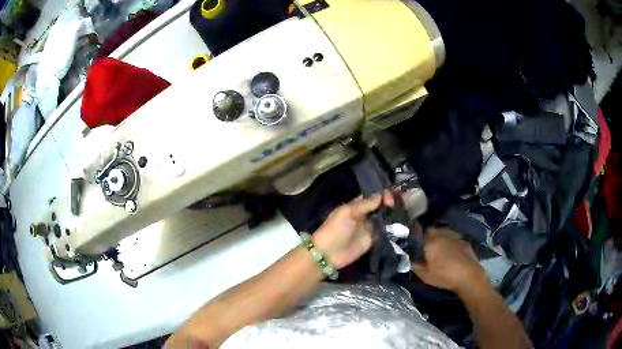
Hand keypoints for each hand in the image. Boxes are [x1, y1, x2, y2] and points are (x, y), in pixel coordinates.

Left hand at [311, 191, 393, 268]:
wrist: (328, 254)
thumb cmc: (335, 230)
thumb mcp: (348, 212)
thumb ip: (365, 204)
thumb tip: (381, 195)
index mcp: (356, 205)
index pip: (372, 196)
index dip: (383, 195)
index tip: (391, 198)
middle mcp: (364, 215)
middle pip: (380, 207)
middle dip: (390, 204)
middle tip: (400, 205)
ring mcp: (369, 228)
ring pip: (384, 219)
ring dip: (392, 216)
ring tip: (403, 213)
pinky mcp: (372, 240)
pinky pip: (384, 232)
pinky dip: (391, 229)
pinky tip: (400, 225)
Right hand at [412, 228, 487, 296]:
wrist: (469, 276)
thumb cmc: (444, 276)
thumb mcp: (425, 276)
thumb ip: (415, 266)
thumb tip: (408, 260)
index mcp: (430, 242)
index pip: (417, 236)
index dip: (414, 241)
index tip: (413, 248)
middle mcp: (441, 235)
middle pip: (430, 231)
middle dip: (426, 237)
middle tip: (425, 248)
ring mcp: (453, 236)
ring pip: (442, 232)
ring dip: (438, 238)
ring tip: (438, 249)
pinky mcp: (463, 240)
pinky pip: (452, 237)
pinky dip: (449, 242)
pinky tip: (450, 252)